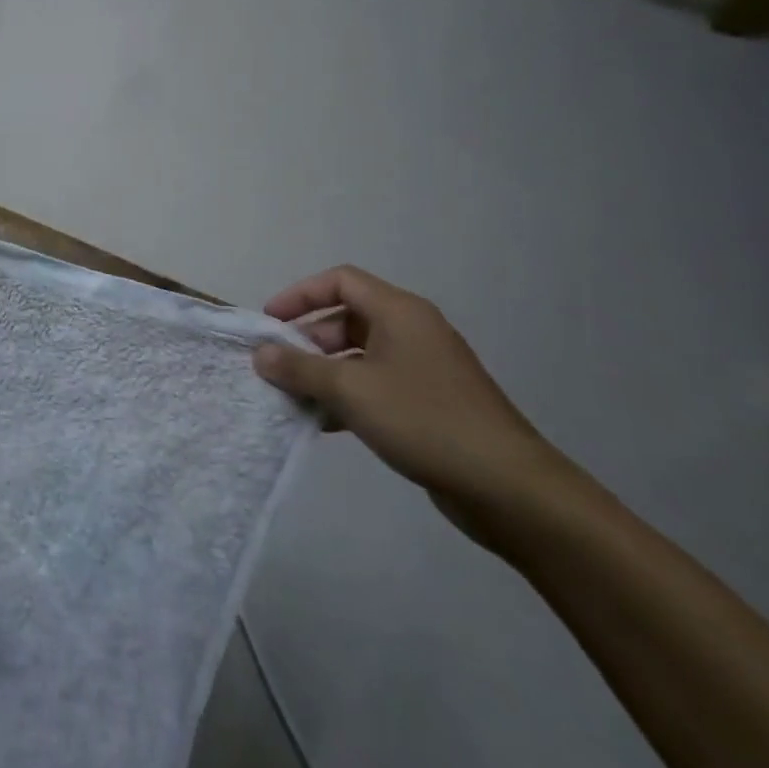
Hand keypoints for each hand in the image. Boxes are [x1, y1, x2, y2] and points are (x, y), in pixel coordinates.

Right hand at [251, 266, 571, 530]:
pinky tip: (322, 423)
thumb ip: (299, 368)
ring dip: (323, 372)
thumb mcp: (350, 390)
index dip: (299, 295)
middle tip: (277, 367)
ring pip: (359, 356)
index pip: (340, 281)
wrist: (506, 486)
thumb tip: (261, 354)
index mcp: (399, 313)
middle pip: (346, 318)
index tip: (269, 323)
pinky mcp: (429, 402)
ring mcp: (423, 368)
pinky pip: (375, 385)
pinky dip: (346, 396)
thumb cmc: (423, 420)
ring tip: (292, 397)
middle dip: (307, 340)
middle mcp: (412, 331)